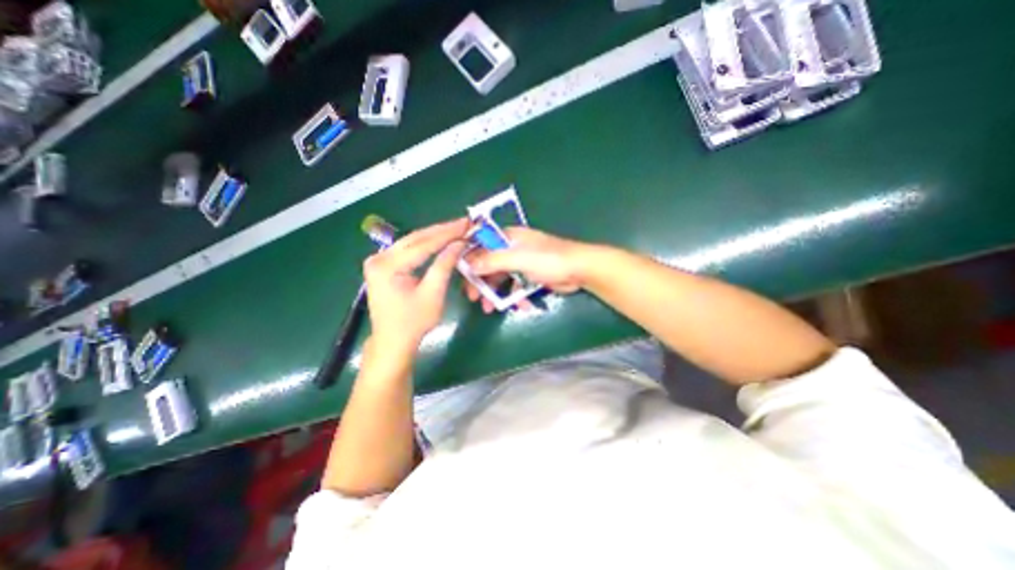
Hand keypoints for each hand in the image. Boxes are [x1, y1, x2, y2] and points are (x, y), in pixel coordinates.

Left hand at [362, 217, 468, 350]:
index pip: (422, 244)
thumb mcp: (433, 294)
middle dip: (442, 230)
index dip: (447, 233)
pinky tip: (440, 240)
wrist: (392, 342)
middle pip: (415, 238)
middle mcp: (379, 258)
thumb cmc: (413, 323)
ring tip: (456, 229)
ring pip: (412, 242)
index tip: (466, 224)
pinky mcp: (383, 266)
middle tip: (464, 223)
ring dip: (435, 235)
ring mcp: (378, 260)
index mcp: (387, 266)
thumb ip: (444, 265)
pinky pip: (408, 250)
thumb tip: (459, 244)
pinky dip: (426, 245)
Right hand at [464, 226, 597, 312]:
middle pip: (489, 265)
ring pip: (501, 278)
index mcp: (508, 238)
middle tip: (474, 299)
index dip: (470, 261)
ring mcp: (522, 263)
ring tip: (491, 308)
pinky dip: (514, 297)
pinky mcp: (530, 276)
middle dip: (482, 282)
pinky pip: (516, 286)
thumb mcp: (518, 258)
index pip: (481, 246)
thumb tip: (468, 264)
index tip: (464, 278)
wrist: (579, 270)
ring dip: (496, 293)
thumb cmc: (548, 259)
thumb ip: (492, 261)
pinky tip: (519, 307)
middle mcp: (512, 248)